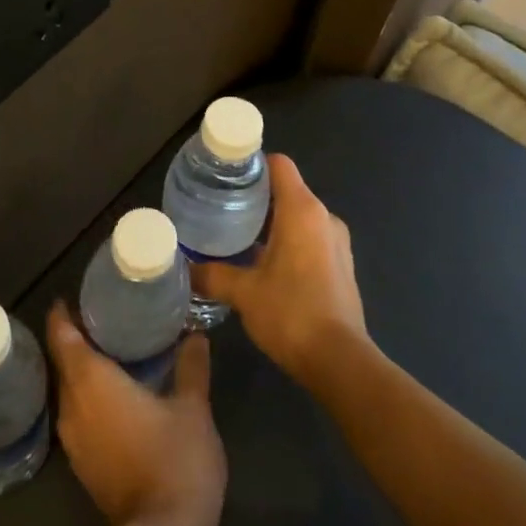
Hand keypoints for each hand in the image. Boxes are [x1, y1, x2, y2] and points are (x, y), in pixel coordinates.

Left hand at [46, 302, 225, 525]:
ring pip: (69, 392)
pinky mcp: (83, 466)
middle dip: (73, 340)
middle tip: (99, 318)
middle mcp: (73, 406)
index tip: (70, 297)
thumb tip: (196, 335)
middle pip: (63, 364)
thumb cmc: (176, 457)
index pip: (63, 338)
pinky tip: (113, 395)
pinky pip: (77, 416)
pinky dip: (88, 398)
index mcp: (92, 382)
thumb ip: (191, 366)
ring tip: (108, 351)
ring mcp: (74, 441)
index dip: (62, 316)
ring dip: (80, 372)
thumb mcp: (192, 406)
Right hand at [192, 154, 367, 385]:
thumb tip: (184, 268)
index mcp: (302, 210)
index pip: (279, 165)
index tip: (225, 175)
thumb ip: (212, 275)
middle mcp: (324, 217)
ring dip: (271, 222)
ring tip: (236, 235)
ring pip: (299, 216)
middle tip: (220, 208)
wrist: (339, 361)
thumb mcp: (244, 293)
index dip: (253, 164)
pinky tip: (263, 263)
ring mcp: (337, 242)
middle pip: (287, 190)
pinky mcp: (341, 265)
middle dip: (256, 196)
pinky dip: (288, 241)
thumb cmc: (291, 314)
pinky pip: (310, 238)